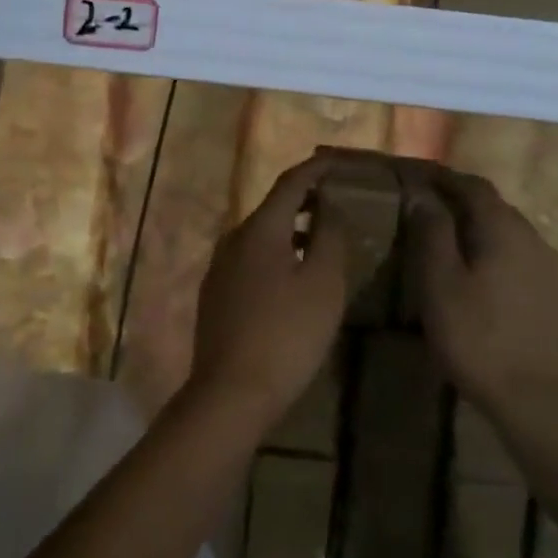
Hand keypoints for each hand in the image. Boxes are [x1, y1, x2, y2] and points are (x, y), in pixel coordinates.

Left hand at [186, 154, 348, 435]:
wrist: (230, 395)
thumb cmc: (286, 335)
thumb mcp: (323, 284)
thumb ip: (330, 237)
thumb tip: (330, 208)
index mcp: (260, 229)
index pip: (291, 182)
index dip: (317, 168)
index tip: (341, 162)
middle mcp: (234, 239)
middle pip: (274, 206)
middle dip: (306, 199)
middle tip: (337, 199)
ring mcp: (220, 268)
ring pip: (262, 235)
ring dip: (292, 229)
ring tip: (321, 238)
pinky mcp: (216, 295)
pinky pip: (251, 259)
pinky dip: (277, 253)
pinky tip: (293, 276)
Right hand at [403, 169, 557, 422]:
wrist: (535, 398)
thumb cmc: (476, 337)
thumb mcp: (440, 283)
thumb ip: (432, 233)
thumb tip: (422, 194)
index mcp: (502, 228)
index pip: (472, 186)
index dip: (443, 178)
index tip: (417, 177)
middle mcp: (531, 236)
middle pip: (493, 205)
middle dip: (460, 199)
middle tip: (428, 205)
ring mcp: (547, 265)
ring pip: (507, 230)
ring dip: (478, 225)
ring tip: (449, 237)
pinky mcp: (552, 292)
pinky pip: (518, 255)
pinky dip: (493, 249)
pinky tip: (479, 271)